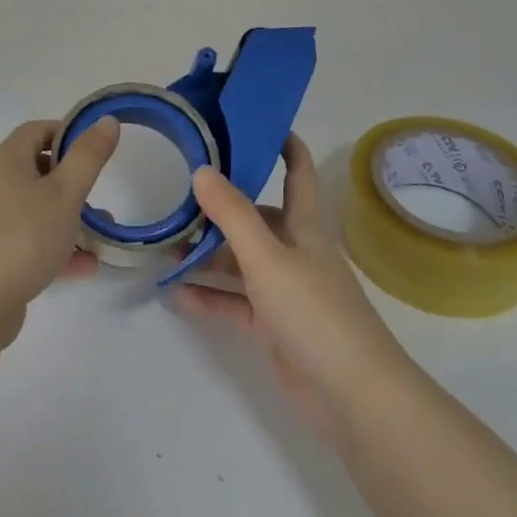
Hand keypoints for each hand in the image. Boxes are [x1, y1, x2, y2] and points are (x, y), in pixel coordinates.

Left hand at [0, 117, 118, 343]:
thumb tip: (106, 119)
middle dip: (71, 183)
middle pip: (35, 170)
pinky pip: (25, 239)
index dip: (67, 133)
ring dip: (66, 219)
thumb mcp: (65, 194)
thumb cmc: (22, 239)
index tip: (95, 152)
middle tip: (97, 198)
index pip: (36, 130)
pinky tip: (82, 267)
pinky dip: (52, 246)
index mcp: (5, 161)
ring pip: (33, 208)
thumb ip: (88, 156)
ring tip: (97, 238)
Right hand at [174, 135, 409, 430]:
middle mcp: (295, 250)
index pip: (296, 169)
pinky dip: (209, 297)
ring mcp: (285, 290)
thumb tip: (201, 169)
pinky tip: (175, 293)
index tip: (250, 122)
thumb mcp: (267, 256)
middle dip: (221, 208)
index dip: (281, 143)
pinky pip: (235, 303)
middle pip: (257, 218)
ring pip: (241, 262)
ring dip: (207, 256)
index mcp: (304, 224)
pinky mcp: (274, 326)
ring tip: (165, 246)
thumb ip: (232, 214)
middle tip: (178, 196)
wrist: (351, 394)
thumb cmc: (314, 310)